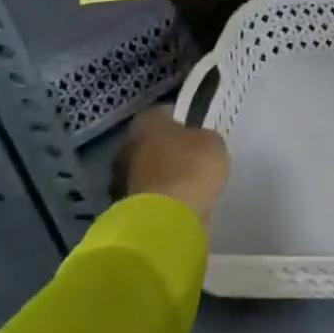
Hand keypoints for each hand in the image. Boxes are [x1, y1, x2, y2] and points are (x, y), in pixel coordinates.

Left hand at [114, 109, 229, 223]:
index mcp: (146, 123)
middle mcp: (127, 147)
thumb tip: (196, 141)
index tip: (195, 126)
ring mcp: (121, 180)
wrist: (165, 220)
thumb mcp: (212, 142)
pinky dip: (160, 195)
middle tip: (191, 153)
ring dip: (162, 173)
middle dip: (167, 147)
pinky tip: (179, 199)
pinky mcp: (124, 208)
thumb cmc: (191, 168)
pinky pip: (148, 194)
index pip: (163, 112)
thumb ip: (202, 137)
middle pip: (150, 142)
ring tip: (187, 180)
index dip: (181, 118)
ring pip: (147, 169)